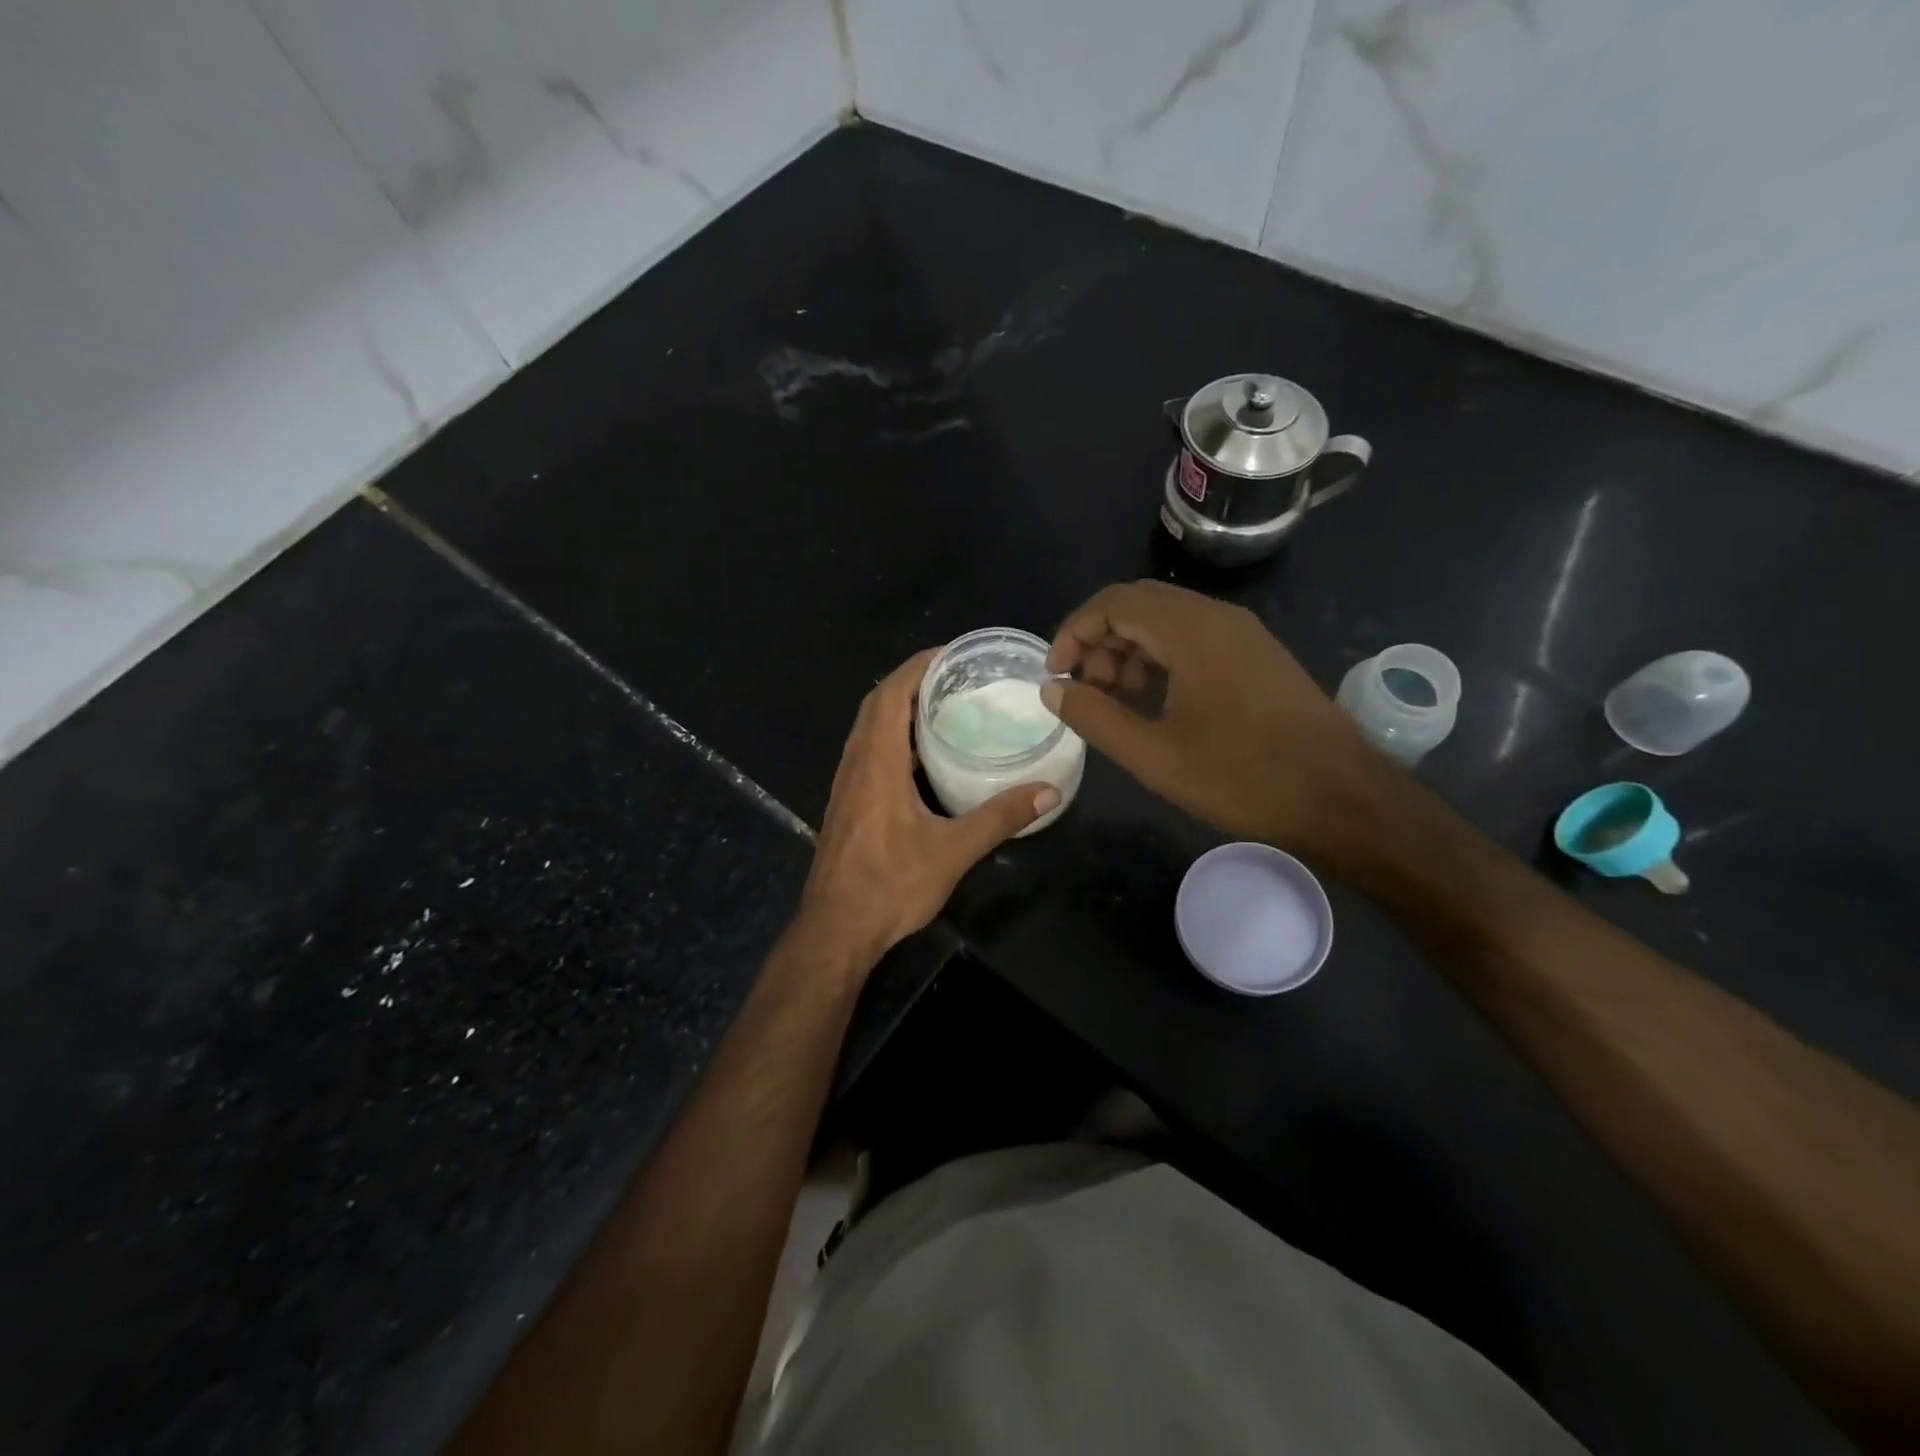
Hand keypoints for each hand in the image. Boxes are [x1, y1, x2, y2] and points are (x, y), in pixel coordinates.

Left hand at [797, 649, 1060, 966]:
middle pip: (877, 704)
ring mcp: (847, 784)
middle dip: (911, 681)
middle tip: (954, 677)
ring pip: (869, 728)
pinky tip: (922, 756)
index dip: (917, 667)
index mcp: (877, 762)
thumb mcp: (953, 851)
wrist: (836, 928)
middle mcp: (856, 763)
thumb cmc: (890, 885)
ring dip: (899, 708)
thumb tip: (1049, 791)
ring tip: (942, 706)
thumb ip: (1000, 817)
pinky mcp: (847, 803)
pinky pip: (868, 751)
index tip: (950, 653)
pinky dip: (892, 737)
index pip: (891, 694)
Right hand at [1042, 580, 1389, 863]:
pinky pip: (1195, 639)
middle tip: (1084, 690)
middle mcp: (1218, 617)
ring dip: (1129, 651)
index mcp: (1192, 630)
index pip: (1114, 603)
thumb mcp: (1154, 755)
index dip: (1074, 632)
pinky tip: (1155, 702)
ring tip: (1114, 700)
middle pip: (1139, 605)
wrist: (1341, 799)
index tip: (1056, 674)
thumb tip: (1053, 689)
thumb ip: (1094, 716)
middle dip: (1099, 641)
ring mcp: (1244, 635)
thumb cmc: (1242, 777)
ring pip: (1167, 621)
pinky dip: (1161, 659)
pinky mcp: (1258, 656)